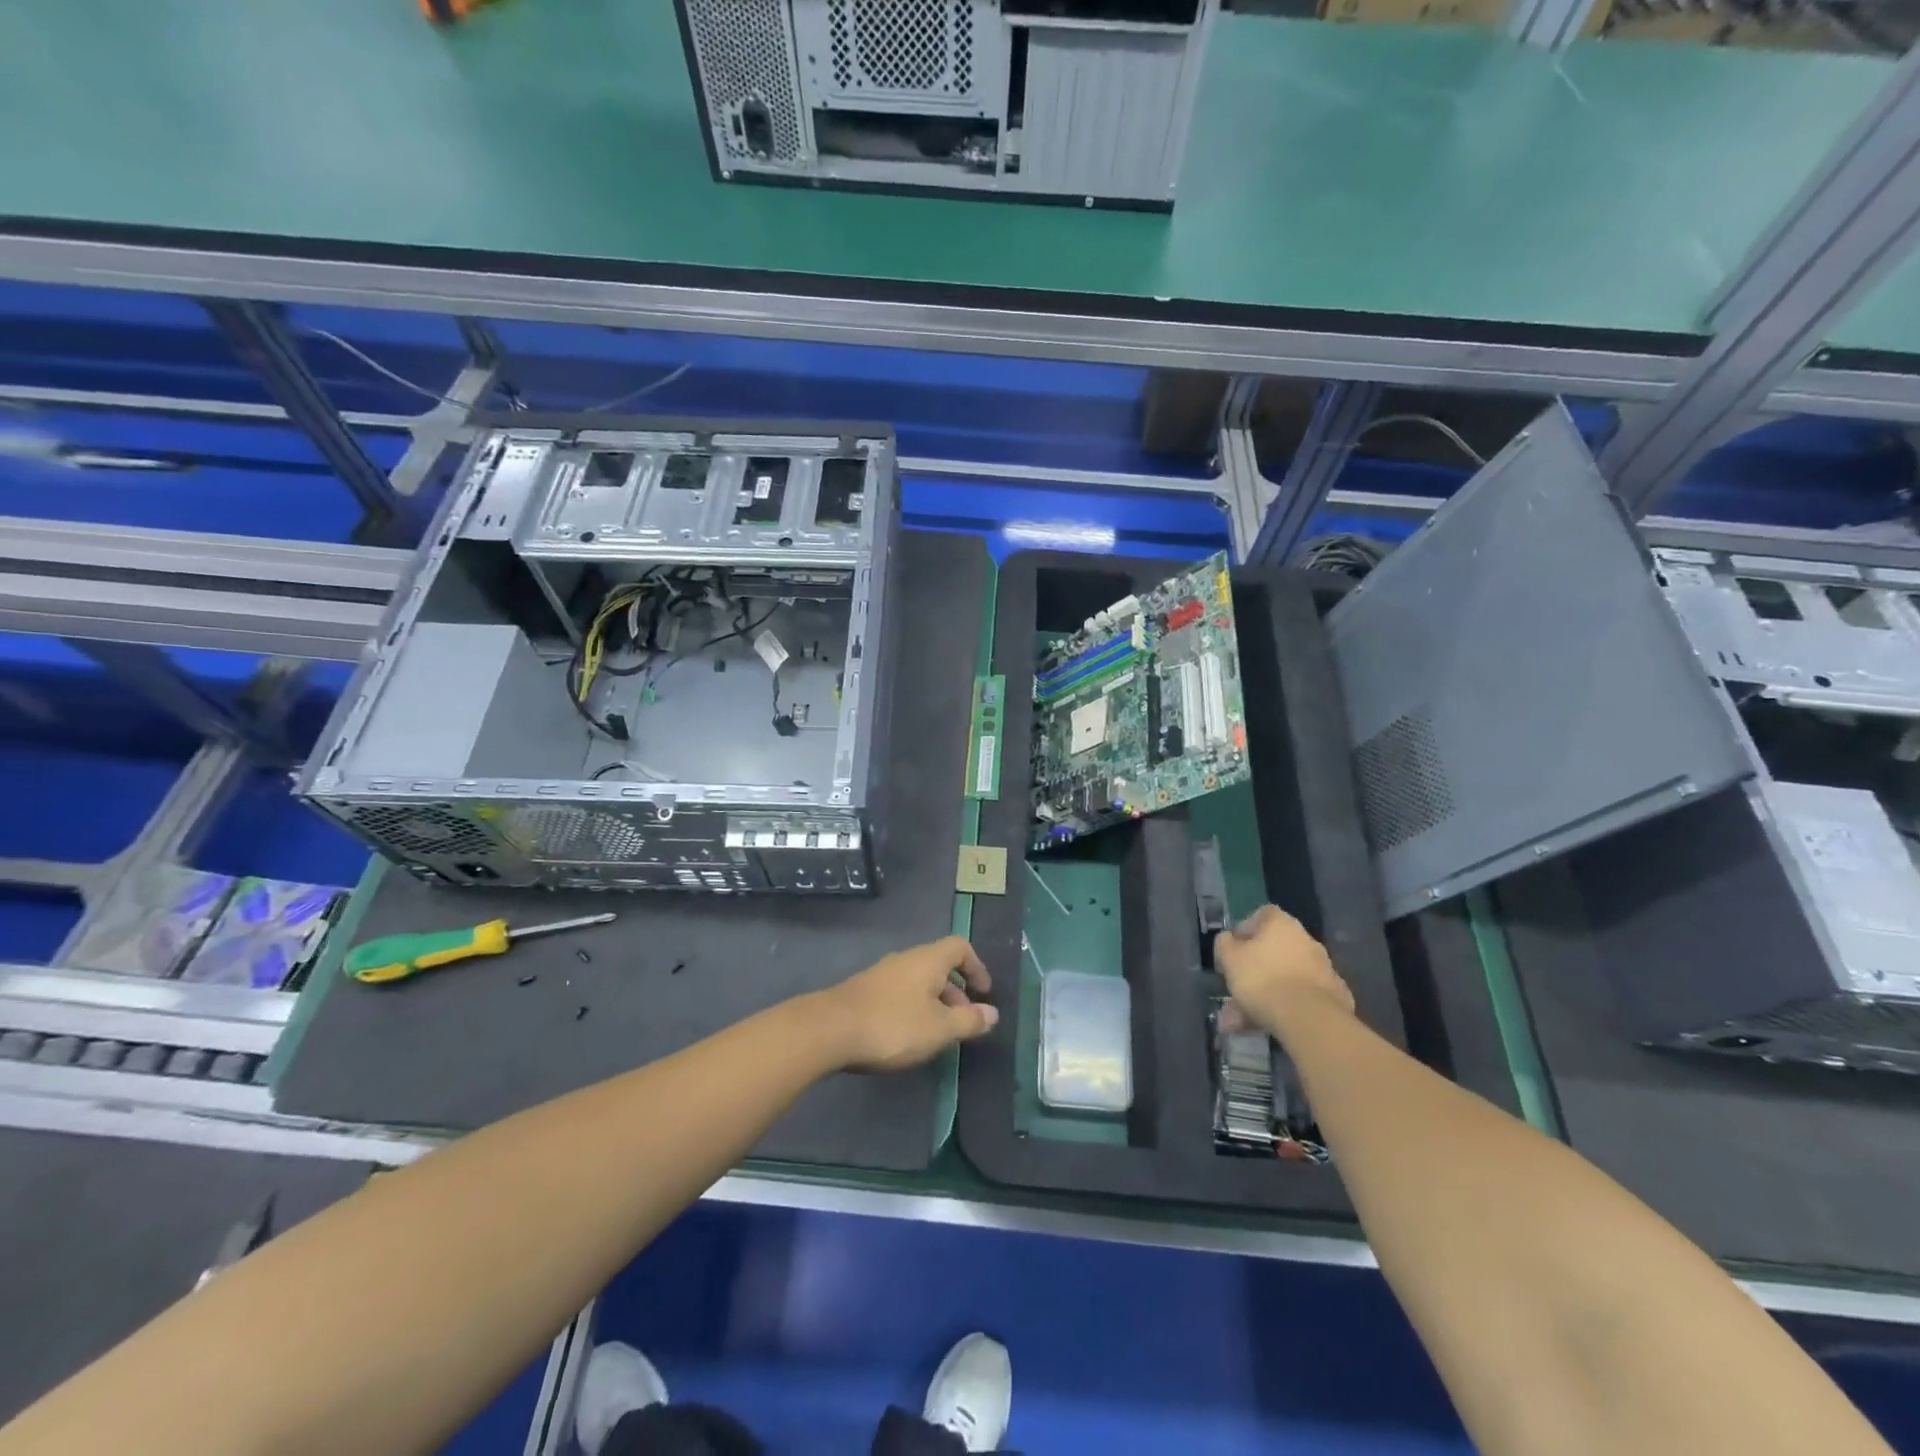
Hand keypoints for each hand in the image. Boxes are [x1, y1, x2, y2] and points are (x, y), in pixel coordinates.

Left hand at [816, 936, 997, 1072]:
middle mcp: (906, 959)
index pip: (960, 947)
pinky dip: (913, 1008)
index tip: (984, 993)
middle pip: (939, 966)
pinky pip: (900, 993)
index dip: (977, 967)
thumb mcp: (939, 1028)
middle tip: (963, 1022)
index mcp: (928, 959)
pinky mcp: (864, 991)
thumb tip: (992, 1013)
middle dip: (956, 992)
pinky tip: (907, 1037)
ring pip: (918, 981)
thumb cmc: (893, 1025)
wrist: (829, 1030)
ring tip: (937, 1035)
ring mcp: (882, 974)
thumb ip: (968, 1020)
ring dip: (934, 1003)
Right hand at [1215, 905, 1354, 1040]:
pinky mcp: (1334, 997)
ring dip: (1264, 995)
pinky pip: (1301, 997)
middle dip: (1252, 971)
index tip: (1233, 949)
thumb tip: (1228, 939)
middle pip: (1273, 951)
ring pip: (1284, 978)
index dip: (1245, 930)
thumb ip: (1225, 944)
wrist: (1310, 1020)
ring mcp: (1323, 969)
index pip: (1262, 915)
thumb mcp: (1229, 958)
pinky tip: (1267, 1026)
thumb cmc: (1262, 979)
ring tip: (1241, 1021)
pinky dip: (1285, 1009)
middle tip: (1234, 990)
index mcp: (1282, 924)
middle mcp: (1306, 940)